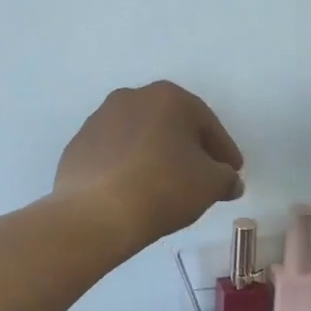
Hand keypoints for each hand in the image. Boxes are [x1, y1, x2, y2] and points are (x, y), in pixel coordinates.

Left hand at [54, 82, 244, 247]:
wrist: (96, 213)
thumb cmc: (163, 188)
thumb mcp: (211, 185)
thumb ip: (227, 178)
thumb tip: (229, 182)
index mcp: (168, 97)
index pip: (207, 124)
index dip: (224, 151)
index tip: (233, 172)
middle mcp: (131, 98)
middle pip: (171, 125)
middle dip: (189, 149)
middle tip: (202, 177)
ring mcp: (98, 120)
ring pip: (140, 137)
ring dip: (156, 156)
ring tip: (166, 187)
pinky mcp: (77, 146)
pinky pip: (114, 155)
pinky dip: (128, 168)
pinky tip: (134, 191)